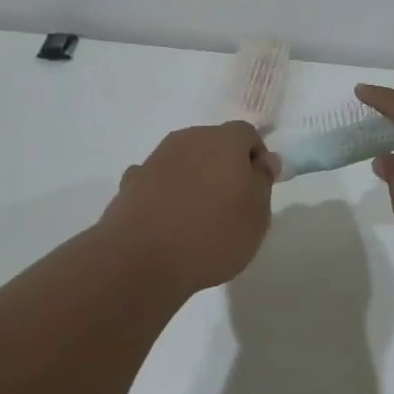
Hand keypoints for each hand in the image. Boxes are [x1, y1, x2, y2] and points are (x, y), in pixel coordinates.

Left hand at [99, 121, 277, 293]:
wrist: (142, 259)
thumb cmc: (213, 234)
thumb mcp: (257, 214)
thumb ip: (262, 180)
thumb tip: (263, 159)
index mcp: (223, 140)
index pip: (247, 134)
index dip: (256, 157)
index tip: (257, 190)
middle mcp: (188, 140)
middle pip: (213, 144)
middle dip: (224, 166)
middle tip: (231, 205)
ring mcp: (155, 159)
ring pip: (184, 161)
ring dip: (194, 179)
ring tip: (197, 218)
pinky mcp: (131, 183)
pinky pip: (157, 181)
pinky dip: (165, 193)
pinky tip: (166, 220)